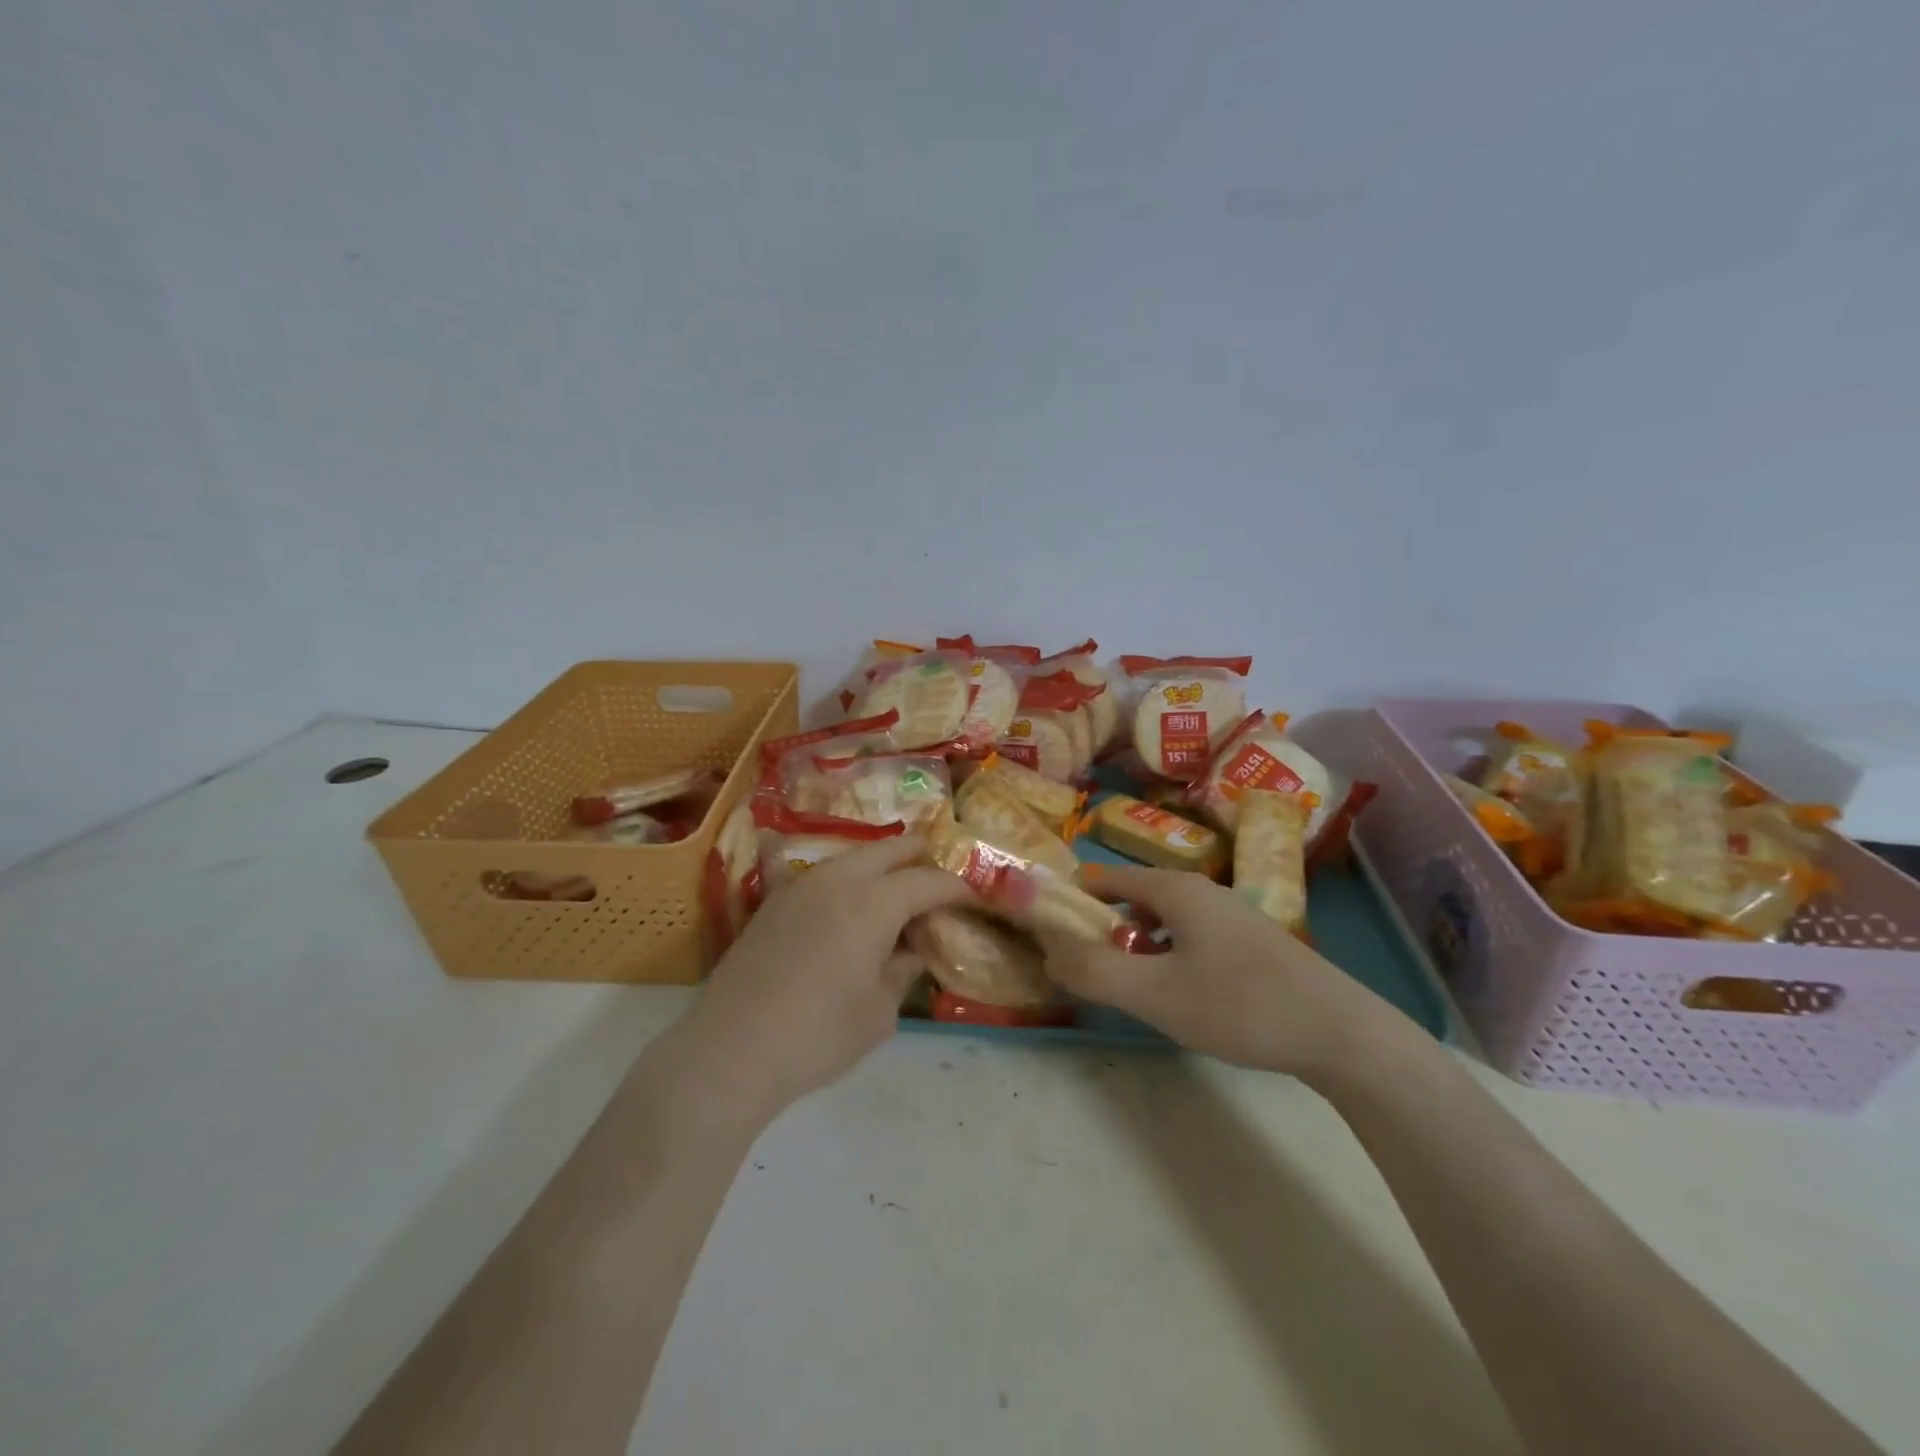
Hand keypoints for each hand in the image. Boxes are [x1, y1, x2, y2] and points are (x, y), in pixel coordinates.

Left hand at [683, 835, 970, 1118]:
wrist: (730, 1051)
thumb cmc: (818, 1036)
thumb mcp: (879, 1012)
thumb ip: (903, 970)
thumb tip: (913, 950)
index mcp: (872, 902)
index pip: (927, 881)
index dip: (955, 887)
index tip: (971, 899)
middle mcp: (837, 879)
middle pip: (889, 849)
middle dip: (919, 859)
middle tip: (937, 882)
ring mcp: (800, 886)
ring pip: (853, 857)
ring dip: (881, 868)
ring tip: (895, 896)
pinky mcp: (774, 902)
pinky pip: (824, 876)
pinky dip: (848, 882)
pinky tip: (849, 911)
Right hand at [1040, 864, 1395, 1080]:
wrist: (1342, 1034)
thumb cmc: (1240, 1005)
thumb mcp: (1156, 994)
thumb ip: (1094, 972)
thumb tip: (1048, 952)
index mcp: (1176, 889)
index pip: (1105, 877)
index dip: (1071, 899)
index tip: (1046, 930)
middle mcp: (1202, 891)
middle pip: (1134, 897)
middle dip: (1102, 927)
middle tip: (1082, 967)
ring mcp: (1232, 916)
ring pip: (1164, 920)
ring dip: (1136, 945)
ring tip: (1125, 986)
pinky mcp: (1252, 944)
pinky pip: (1190, 938)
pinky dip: (1167, 956)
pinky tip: (1176, 994)